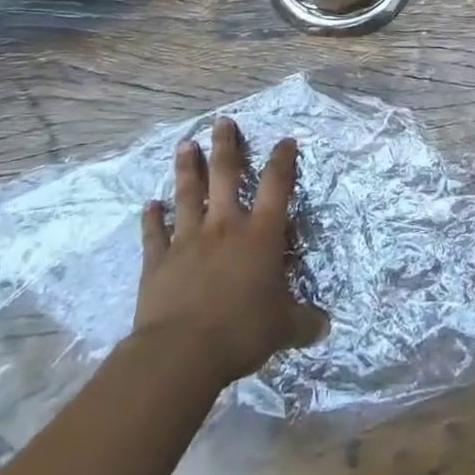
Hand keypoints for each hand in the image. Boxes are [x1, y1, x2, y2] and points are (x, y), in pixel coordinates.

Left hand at [136, 118, 328, 385]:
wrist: (181, 352)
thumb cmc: (241, 331)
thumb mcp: (283, 328)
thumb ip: (304, 323)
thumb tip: (325, 328)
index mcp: (260, 234)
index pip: (276, 186)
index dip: (282, 160)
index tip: (285, 141)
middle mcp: (224, 226)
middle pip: (225, 175)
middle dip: (225, 146)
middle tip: (221, 122)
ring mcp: (188, 240)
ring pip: (187, 194)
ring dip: (187, 169)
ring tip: (185, 145)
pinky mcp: (158, 261)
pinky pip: (154, 233)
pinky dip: (151, 218)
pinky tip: (148, 204)